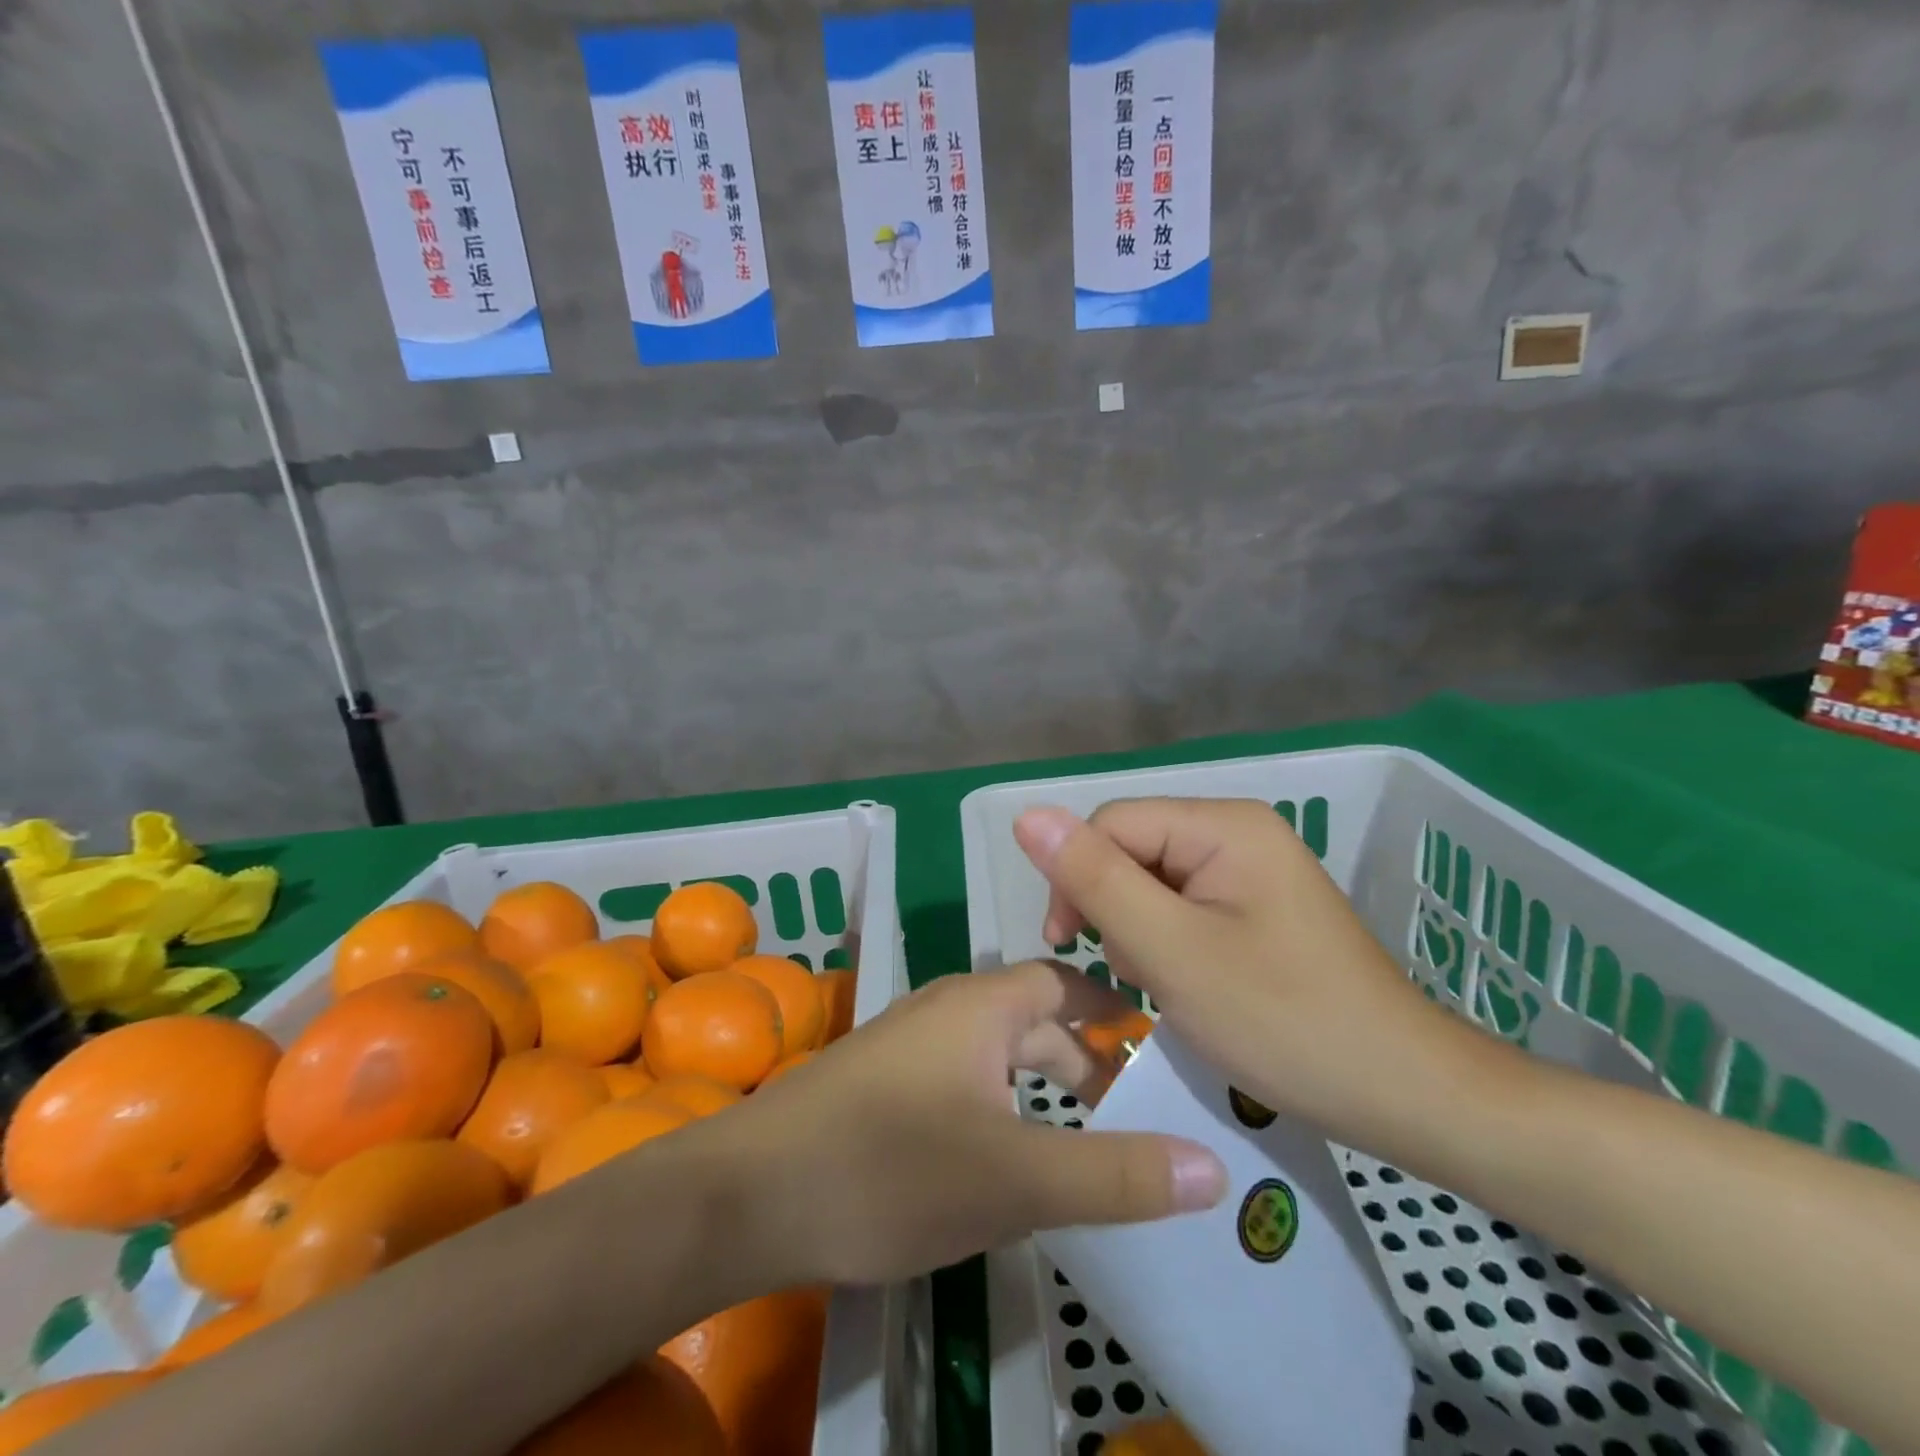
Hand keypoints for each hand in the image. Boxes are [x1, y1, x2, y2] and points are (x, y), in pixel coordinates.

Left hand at [703, 961, 1228, 1286]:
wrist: (749, 1193)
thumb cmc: (890, 1169)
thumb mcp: (1015, 1180)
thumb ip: (1115, 1175)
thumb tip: (1214, 1165)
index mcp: (981, 1005)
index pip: (1064, 982)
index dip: (1112, 1010)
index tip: (1157, 1049)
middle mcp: (945, 1008)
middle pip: (1031, 1019)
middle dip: (1082, 1061)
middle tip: (1131, 1116)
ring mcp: (907, 1043)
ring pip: (994, 1052)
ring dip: (1039, 1086)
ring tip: (1080, 1141)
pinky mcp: (881, 1080)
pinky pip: (961, 1077)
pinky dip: (999, 1103)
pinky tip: (1003, 1155)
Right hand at [1012, 798, 1486, 1156]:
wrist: (1404, 1093)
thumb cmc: (1283, 1021)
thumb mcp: (1172, 951)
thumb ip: (1096, 880)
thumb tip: (1028, 815)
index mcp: (1223, 826)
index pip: (1111, 823)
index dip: (1075, 876)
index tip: (1069, 945)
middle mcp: (1238, 831)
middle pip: (1133, 848)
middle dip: (1114, 908)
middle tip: (1135, 974)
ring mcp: (1253, 869)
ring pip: (1154, 879)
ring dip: (1140, 929)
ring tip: (1165, 985)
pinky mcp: (1259, 906)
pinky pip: (1186, 905)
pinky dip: (1170, 942)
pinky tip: (1187, 982)